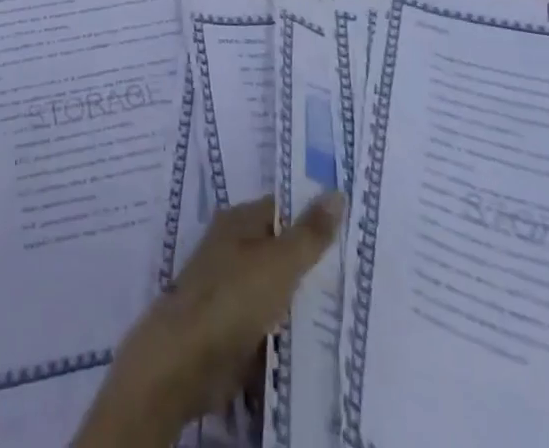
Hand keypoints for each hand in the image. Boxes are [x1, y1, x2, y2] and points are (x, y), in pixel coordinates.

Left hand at [73, 194, 343, 447]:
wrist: (187, 358)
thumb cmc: (233, 298)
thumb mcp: (279, 262)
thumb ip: (309, 233)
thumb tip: (336, 191)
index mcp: (239, 220)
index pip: (283, 208)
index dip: (314, 214)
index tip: (353, 226)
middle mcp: (233, 246)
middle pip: (281, 247)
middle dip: (314, 259)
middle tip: (362, 269)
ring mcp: (232, 287)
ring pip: (277, 285)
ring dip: (305, 297)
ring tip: (351, 303)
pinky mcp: (233, 325)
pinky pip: (271, 320)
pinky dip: (290, 327)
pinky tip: (322, 337)